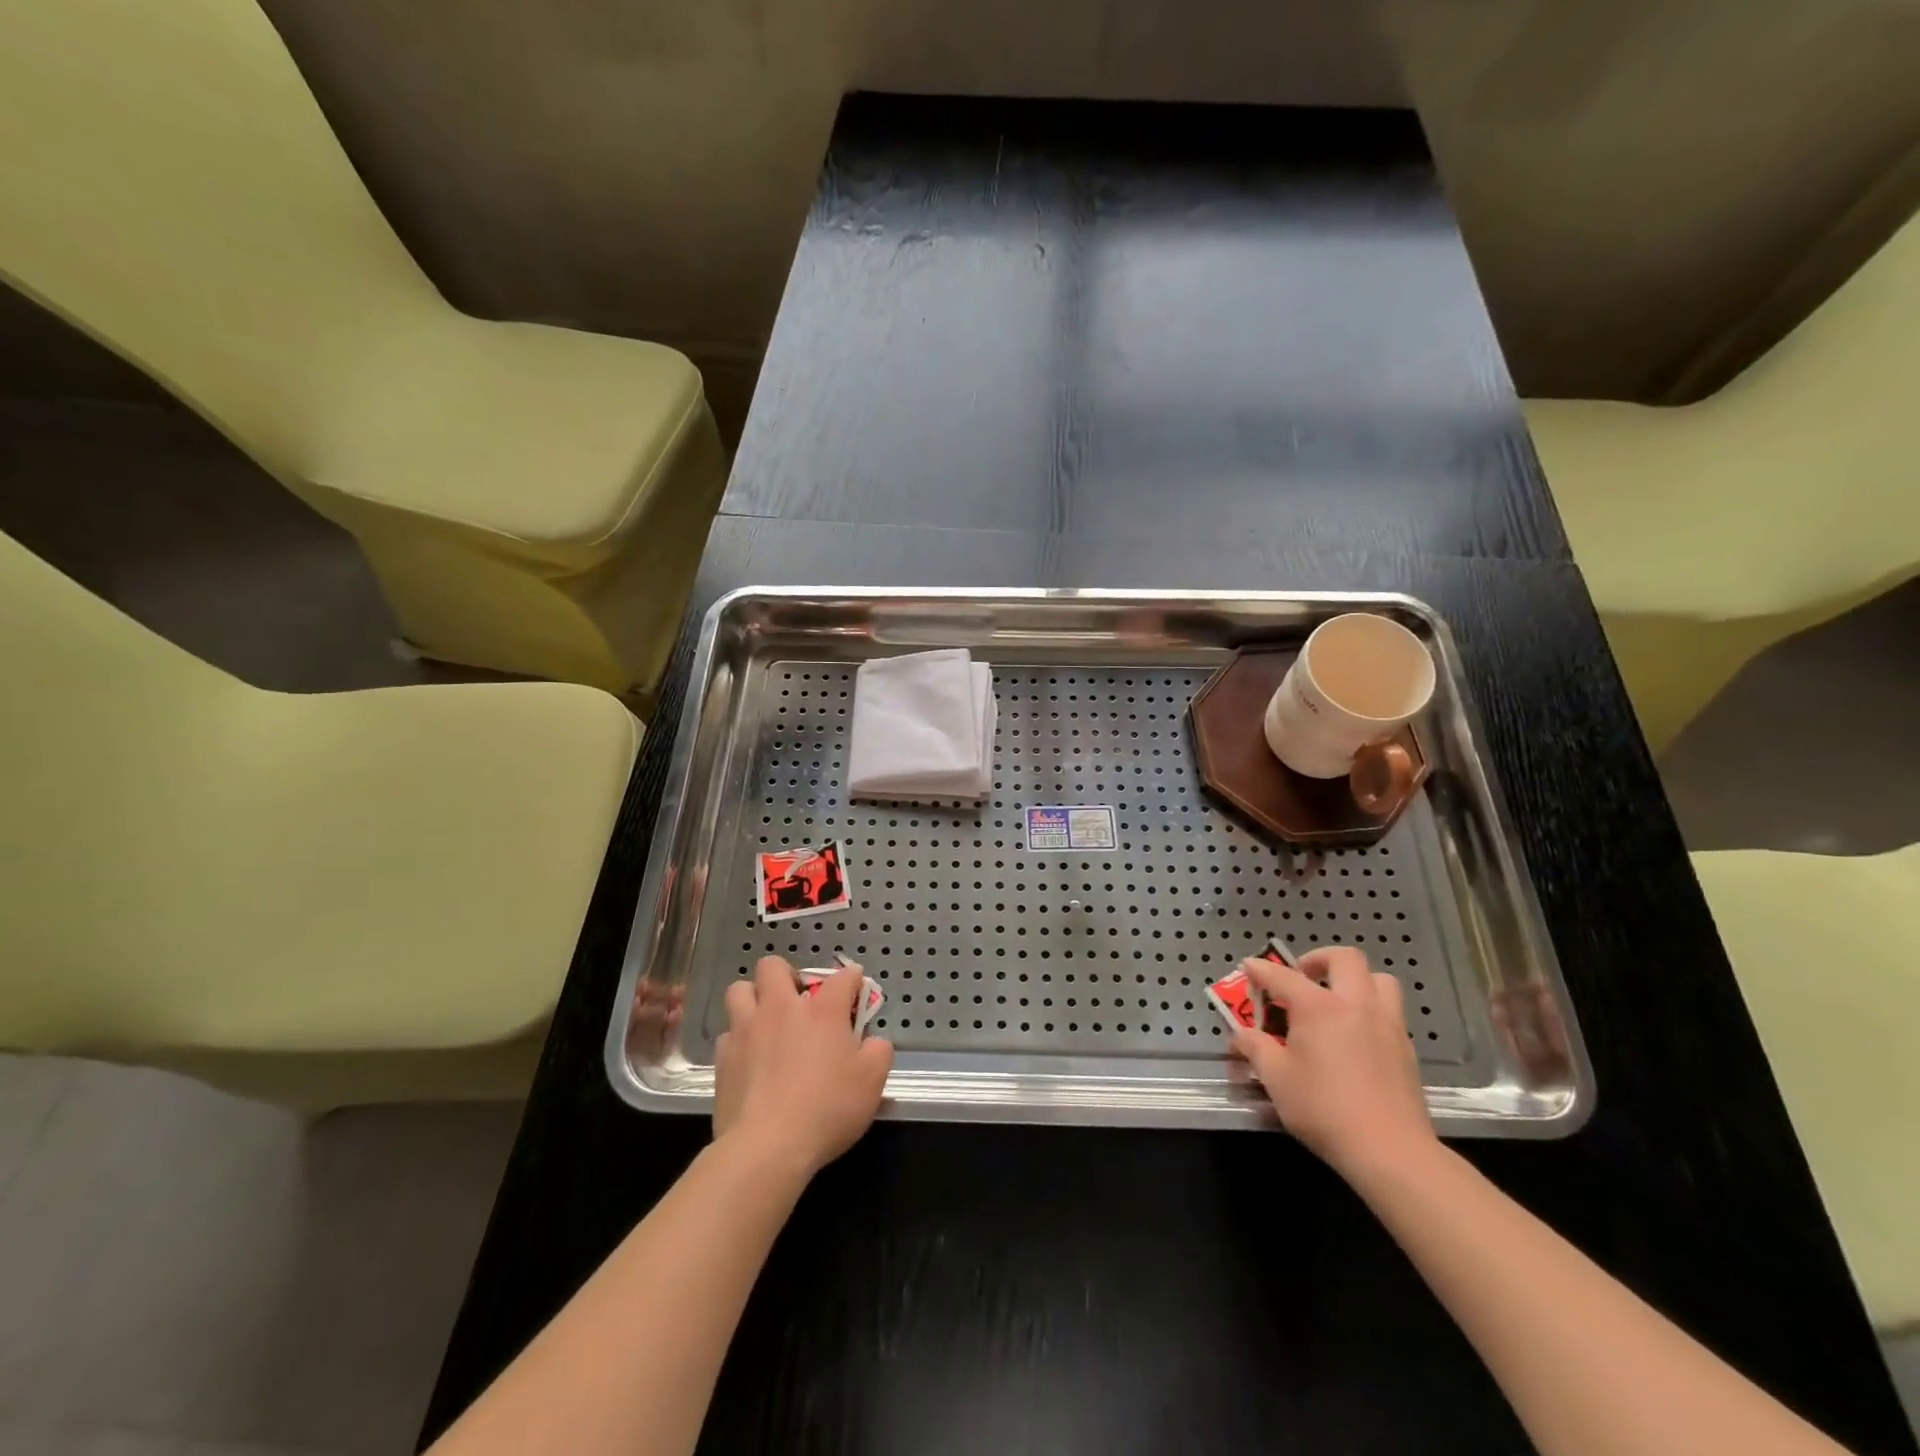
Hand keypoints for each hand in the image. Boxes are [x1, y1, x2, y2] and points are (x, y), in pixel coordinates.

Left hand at [713, 956, 892, 1176]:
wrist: (767, 1146)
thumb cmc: (828, 1108)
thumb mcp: (873, 1081)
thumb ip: (879, 1051)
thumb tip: (874, 1040)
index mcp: (823, 1010)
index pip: (843, 977)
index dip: (852, 979)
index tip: (855, 989)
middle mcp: (782, 1008)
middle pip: (774, 966)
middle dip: (786, 974)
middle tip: (797, 1000)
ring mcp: (747, 1030)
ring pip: (739, 990)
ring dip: (753, 998)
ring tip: (765, 1020)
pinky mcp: (723, 1057)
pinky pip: (727, 1033)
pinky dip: (738, 1039)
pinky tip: (748, 1058)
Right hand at [1232, 946, 1435, 1177]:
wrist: (1391, 1151)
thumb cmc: (1324, 1109)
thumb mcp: (1275, 1078)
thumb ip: (1255, 1049)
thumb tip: (1241, 1036)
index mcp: (1319, 1007)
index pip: (1282, 976)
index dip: (1261, 970)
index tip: (1249, 967)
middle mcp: (1356, 1005)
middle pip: (1345, 959)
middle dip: (1319, 959)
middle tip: (1302, 976)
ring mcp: (1387, 1025)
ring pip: (1379, 980)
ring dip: (1355, 980)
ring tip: (1336, 999)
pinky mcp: (1407, 1049)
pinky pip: (1390, 1011)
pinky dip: (1370, 1009)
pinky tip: (1355, 1035)